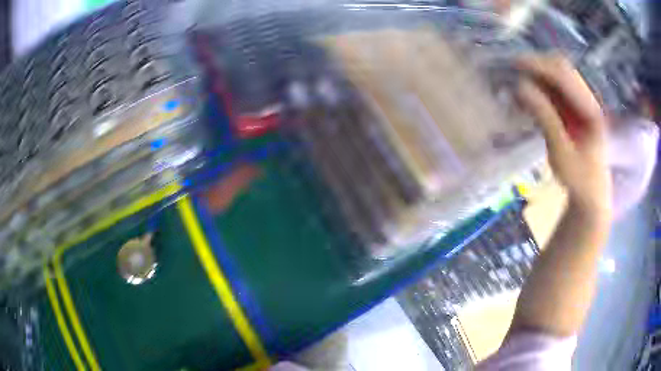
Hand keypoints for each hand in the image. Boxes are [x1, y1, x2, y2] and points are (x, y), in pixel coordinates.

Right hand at [516, 54, 612, 220]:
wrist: (591, 196)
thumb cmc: (579, 181)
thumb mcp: (561, 153)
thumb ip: (545, 118)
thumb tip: (521, 87)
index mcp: (591, 109)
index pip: (564, 74)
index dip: (540, 65)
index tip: (514, 64)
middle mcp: (587, 100)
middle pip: (561, 68)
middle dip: (537, 66)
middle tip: (512, 71)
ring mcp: (581, 104)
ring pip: (557, 77)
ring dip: (537, 77)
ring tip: (517, 86)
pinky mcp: (574, 110)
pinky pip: (555, 90)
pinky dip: (539, 89)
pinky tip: (526, 98)